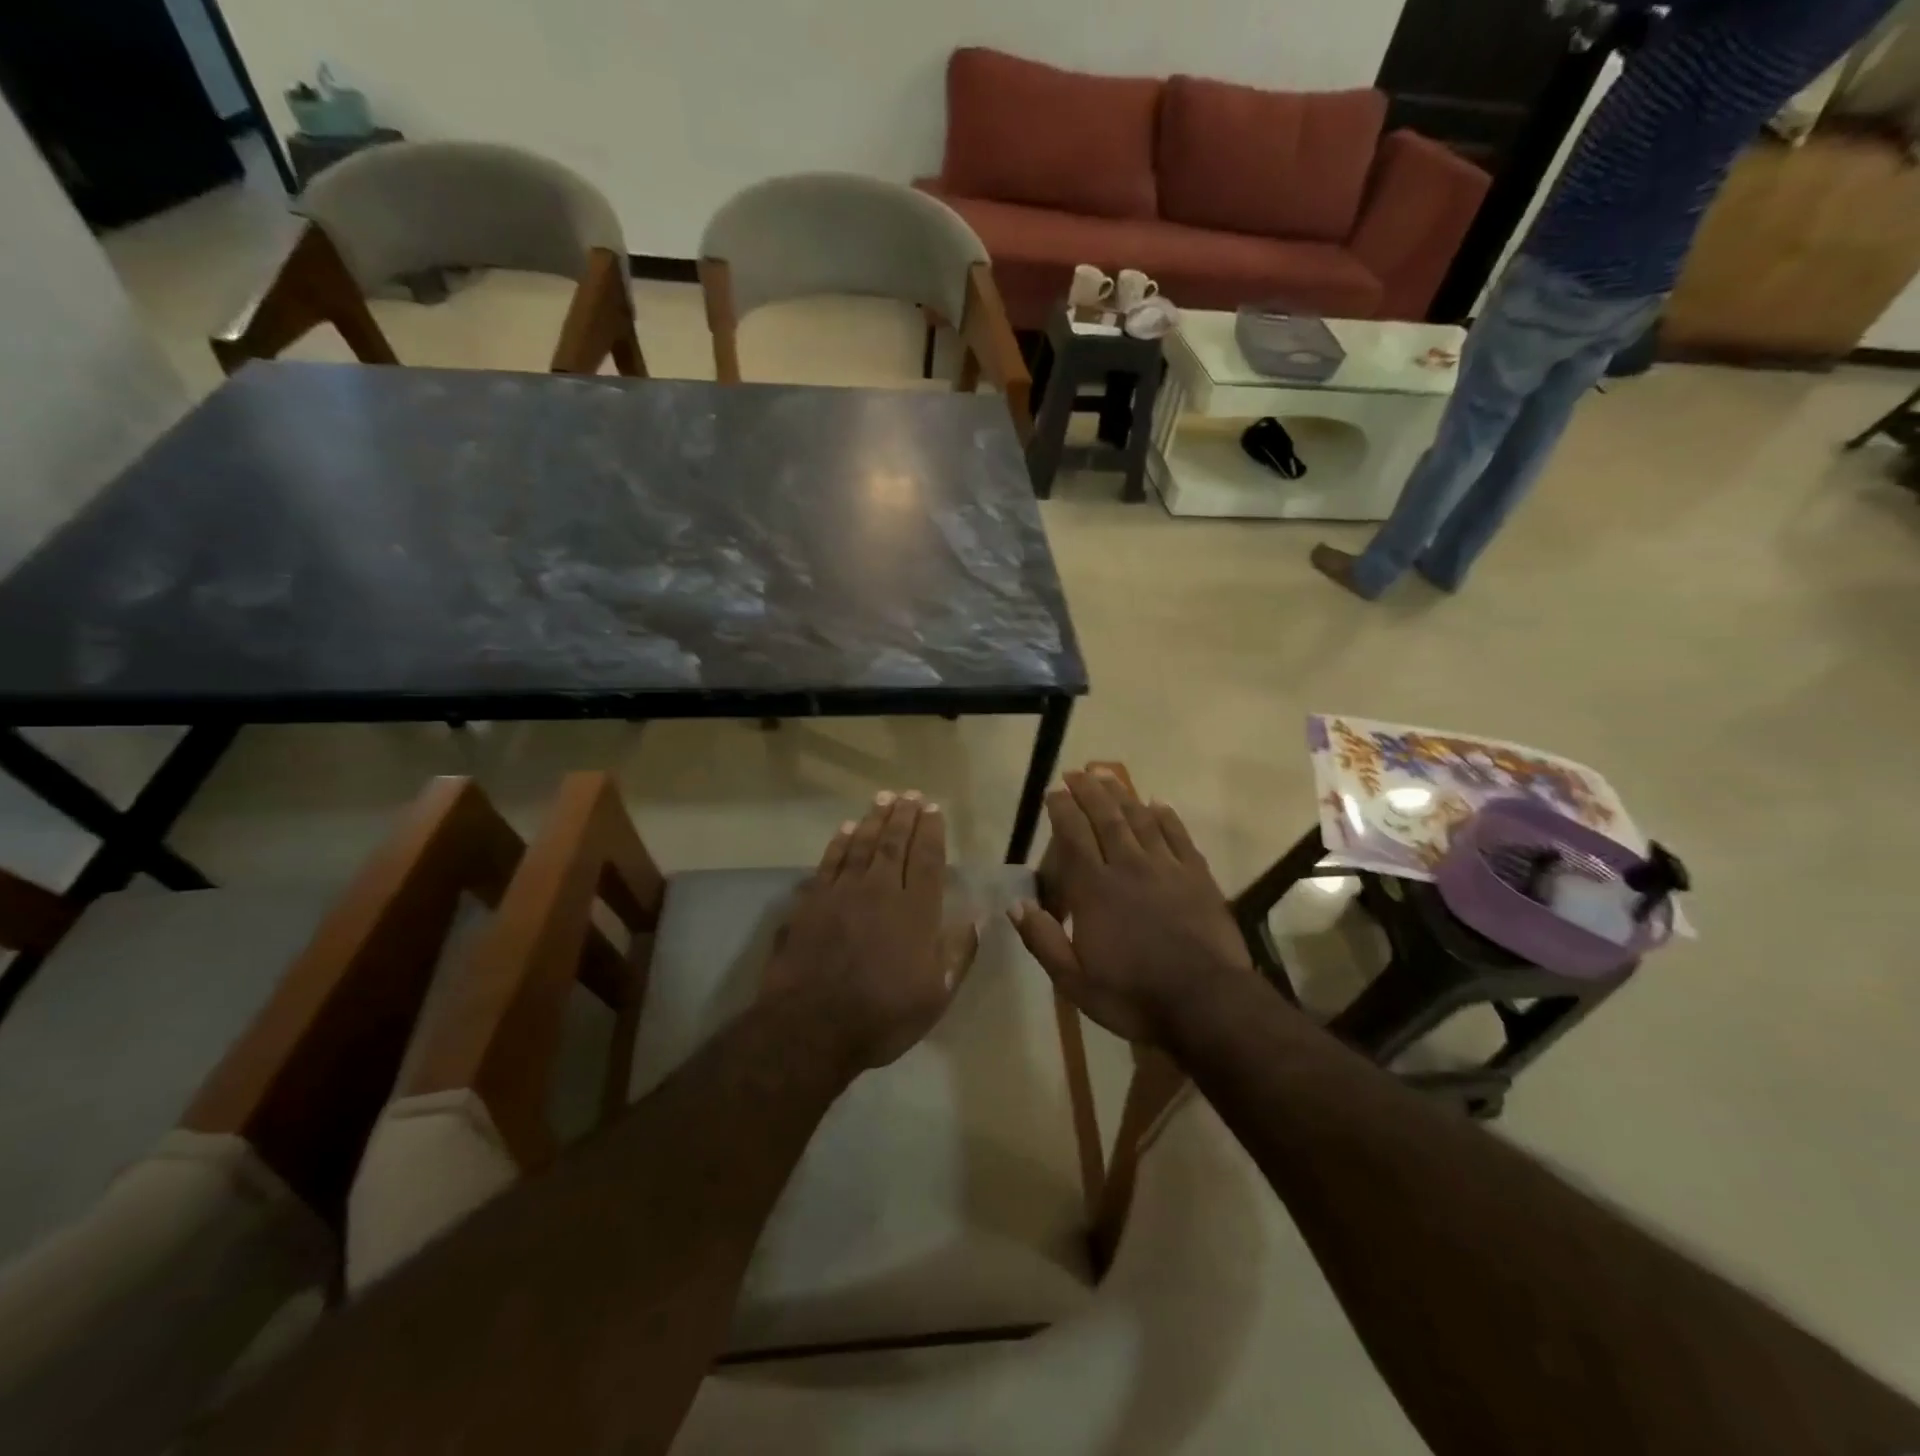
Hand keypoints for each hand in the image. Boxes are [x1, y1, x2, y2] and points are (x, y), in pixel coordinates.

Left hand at [764, 791, 977, 1071]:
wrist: (811, 1028)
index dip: (931, 832)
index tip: (934, 809)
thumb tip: (977, 918)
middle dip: (904, 817)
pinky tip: (845, 829)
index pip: (927, 860)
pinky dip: (839, 843)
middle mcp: (880, 891)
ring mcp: (841, 894)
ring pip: (861, 845)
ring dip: (873, 819)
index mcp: (915, 912)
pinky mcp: (811, 903)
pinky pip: (829, 862)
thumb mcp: (936, 995)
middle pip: (894, 844)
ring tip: (883, 798)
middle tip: (910, 794)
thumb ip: (958, 953)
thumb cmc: (882, 1016)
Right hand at [1010, 769, 1249, 1044]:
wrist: (1206, 1003)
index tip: (1053, 791)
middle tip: (1077, 772)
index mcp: (1094, 889)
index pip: (1073, 836)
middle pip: (1105, 818)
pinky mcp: (1197, 876)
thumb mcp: (1074, 981)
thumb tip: (1016, 904)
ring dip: (1122, 795)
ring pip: (1140, 820)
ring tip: (1108, 776)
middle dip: (1089, 791)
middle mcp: (1128, 866)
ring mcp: (1166, 868)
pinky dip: (1166, 817)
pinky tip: (1158, 803)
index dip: (1062, 809)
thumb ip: (1043, 940)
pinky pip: (1178, 836)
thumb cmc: (1133, 995)